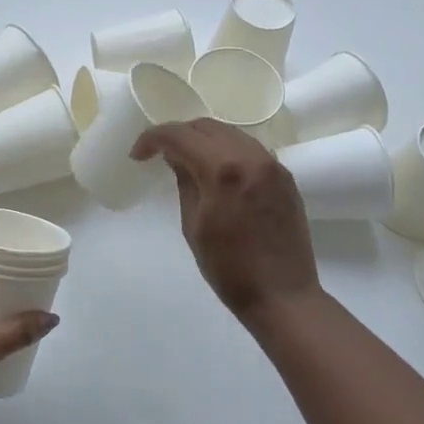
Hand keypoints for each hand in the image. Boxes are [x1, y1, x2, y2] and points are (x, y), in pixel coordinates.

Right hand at [131, 118, 320, 320]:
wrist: (283, 296)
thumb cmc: (229, 269)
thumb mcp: (194, 226)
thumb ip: (185, 183)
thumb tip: (176, 157)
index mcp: (223, 170)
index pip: (181, 136)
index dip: (153, 138)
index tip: (138, 155)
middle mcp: (251, 157)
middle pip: (207, 127)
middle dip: (179, 134)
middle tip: (159, 154)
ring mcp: (273, 165)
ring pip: (231, 133)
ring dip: (204, 140)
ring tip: (186, 159)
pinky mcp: (285, 177)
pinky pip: (250, 149)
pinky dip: (228, 151)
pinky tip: (217, 170)